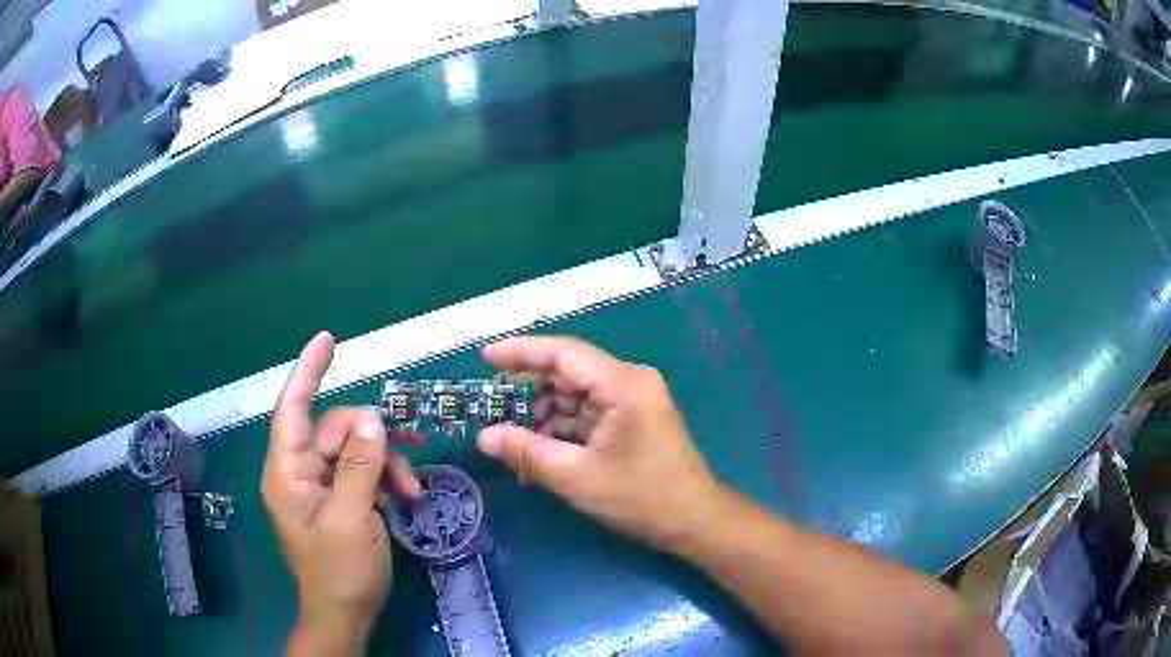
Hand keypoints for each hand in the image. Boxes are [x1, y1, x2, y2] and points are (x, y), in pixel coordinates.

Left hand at [262, 332, 421, 653]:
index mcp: (288, 473)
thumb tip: (373, 418)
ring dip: (386, 463)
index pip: (293, 409)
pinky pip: (361, 472)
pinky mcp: (338, 499)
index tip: (327, 340)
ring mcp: (319, 486)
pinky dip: (384, 478)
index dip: (308, 371)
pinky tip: (405, 496)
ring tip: (412, 489)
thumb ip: (359, 464)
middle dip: (374, 440)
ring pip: (354, 450)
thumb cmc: (340, 571)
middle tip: (409, 458)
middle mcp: (299, 472)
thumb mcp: (353, 517)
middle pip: (335, 430)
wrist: (346, 614)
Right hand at [476, 336, 723, 552]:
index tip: (485, 357)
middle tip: (488, 399)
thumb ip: (528, 453)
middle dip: (528, 383)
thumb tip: (484, 437)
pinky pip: (589, 409)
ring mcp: (633, 399)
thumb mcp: (578, 477)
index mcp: (624, 384)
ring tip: (505, 423)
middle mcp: (630, 381)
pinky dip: (562, 422)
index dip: (521, 351)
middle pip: (569, 370)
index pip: (564, 353)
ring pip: (577, 391)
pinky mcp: (633, 418)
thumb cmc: (642, 498)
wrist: (694, 521)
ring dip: (543, 406)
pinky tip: (536, 439)